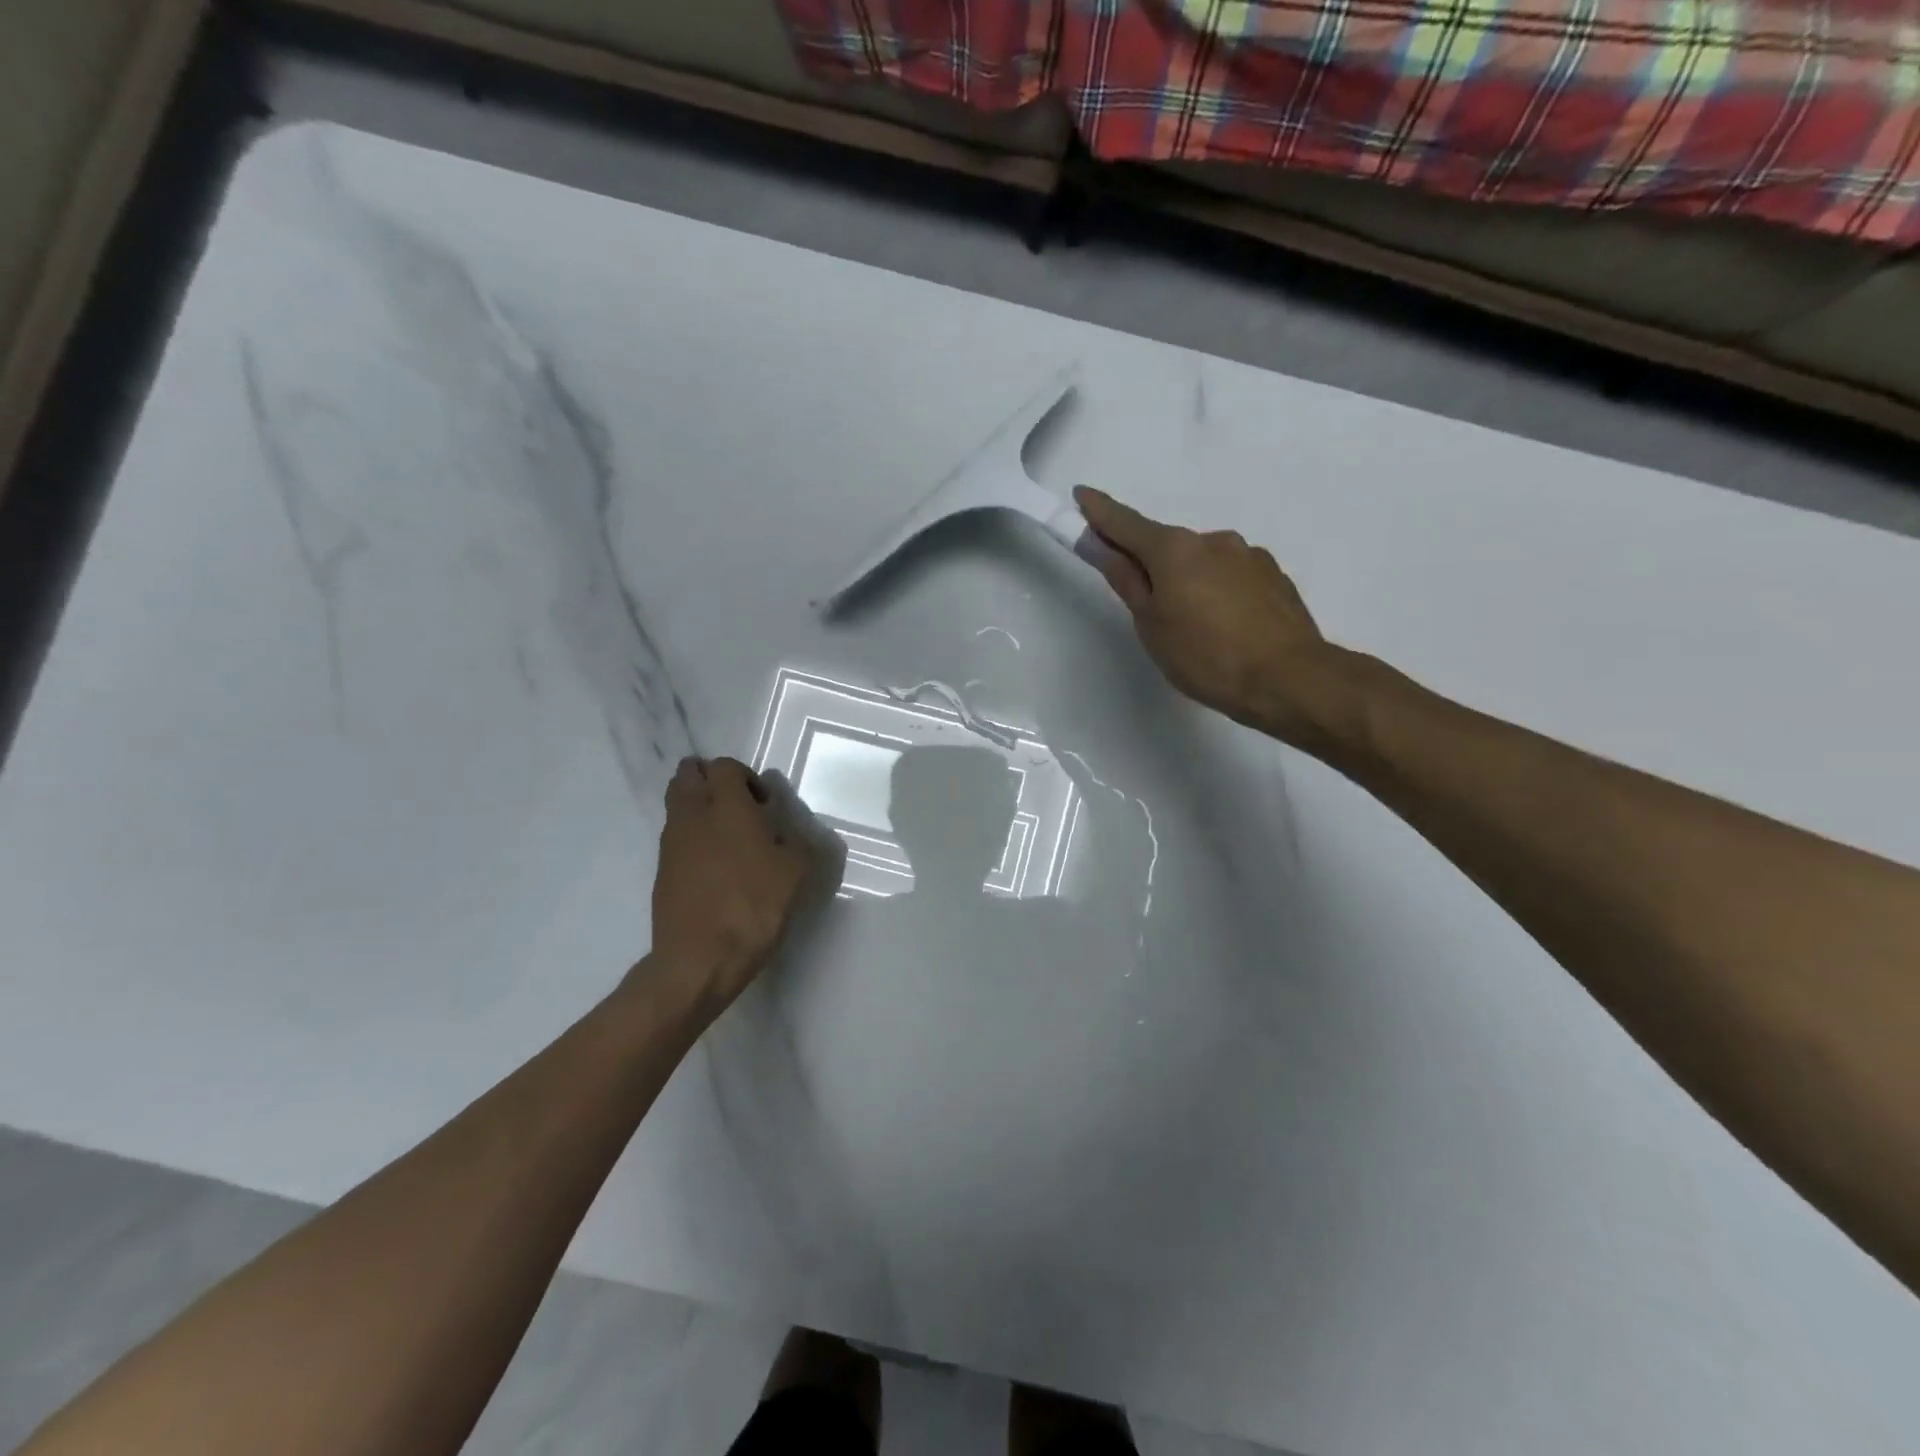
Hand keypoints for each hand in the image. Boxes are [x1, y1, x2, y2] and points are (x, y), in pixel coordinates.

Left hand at [649, 757, 824, 1007]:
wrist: (700, 959)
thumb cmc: (754, 907)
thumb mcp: (797, 872)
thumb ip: (798, 840)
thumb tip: (788, 830)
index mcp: (726, 807)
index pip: (724, 766)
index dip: (746, 776)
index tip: (765, 804)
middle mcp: (692, 816)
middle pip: (687, 775)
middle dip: (710, 780)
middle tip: (737, 806)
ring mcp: (671, 844)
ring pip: (677, 805)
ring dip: (699, 808)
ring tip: (728, 838)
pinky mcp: (662, 871)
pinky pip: (675, 838)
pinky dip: (692, 838)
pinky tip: (715, 867)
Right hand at [1075, 486, 1339, 745]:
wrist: (1289, 678)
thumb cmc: (1205, 656)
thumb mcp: (1152, 625)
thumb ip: (1127, 581)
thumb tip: (1103, 548)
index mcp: (1174, 549)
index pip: (1126, 523)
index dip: (1100, 511)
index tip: (1082, 495)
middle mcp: (1212, 539)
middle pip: (1166, 545)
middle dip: (1150, 563)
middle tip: (1145, 605)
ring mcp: (1248, 554)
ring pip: (1202, 561)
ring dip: (1188, 580)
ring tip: (1194, 627)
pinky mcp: (1273, 575)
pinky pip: (1231, 576)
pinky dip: (1217, 590)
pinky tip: (1226, 625)